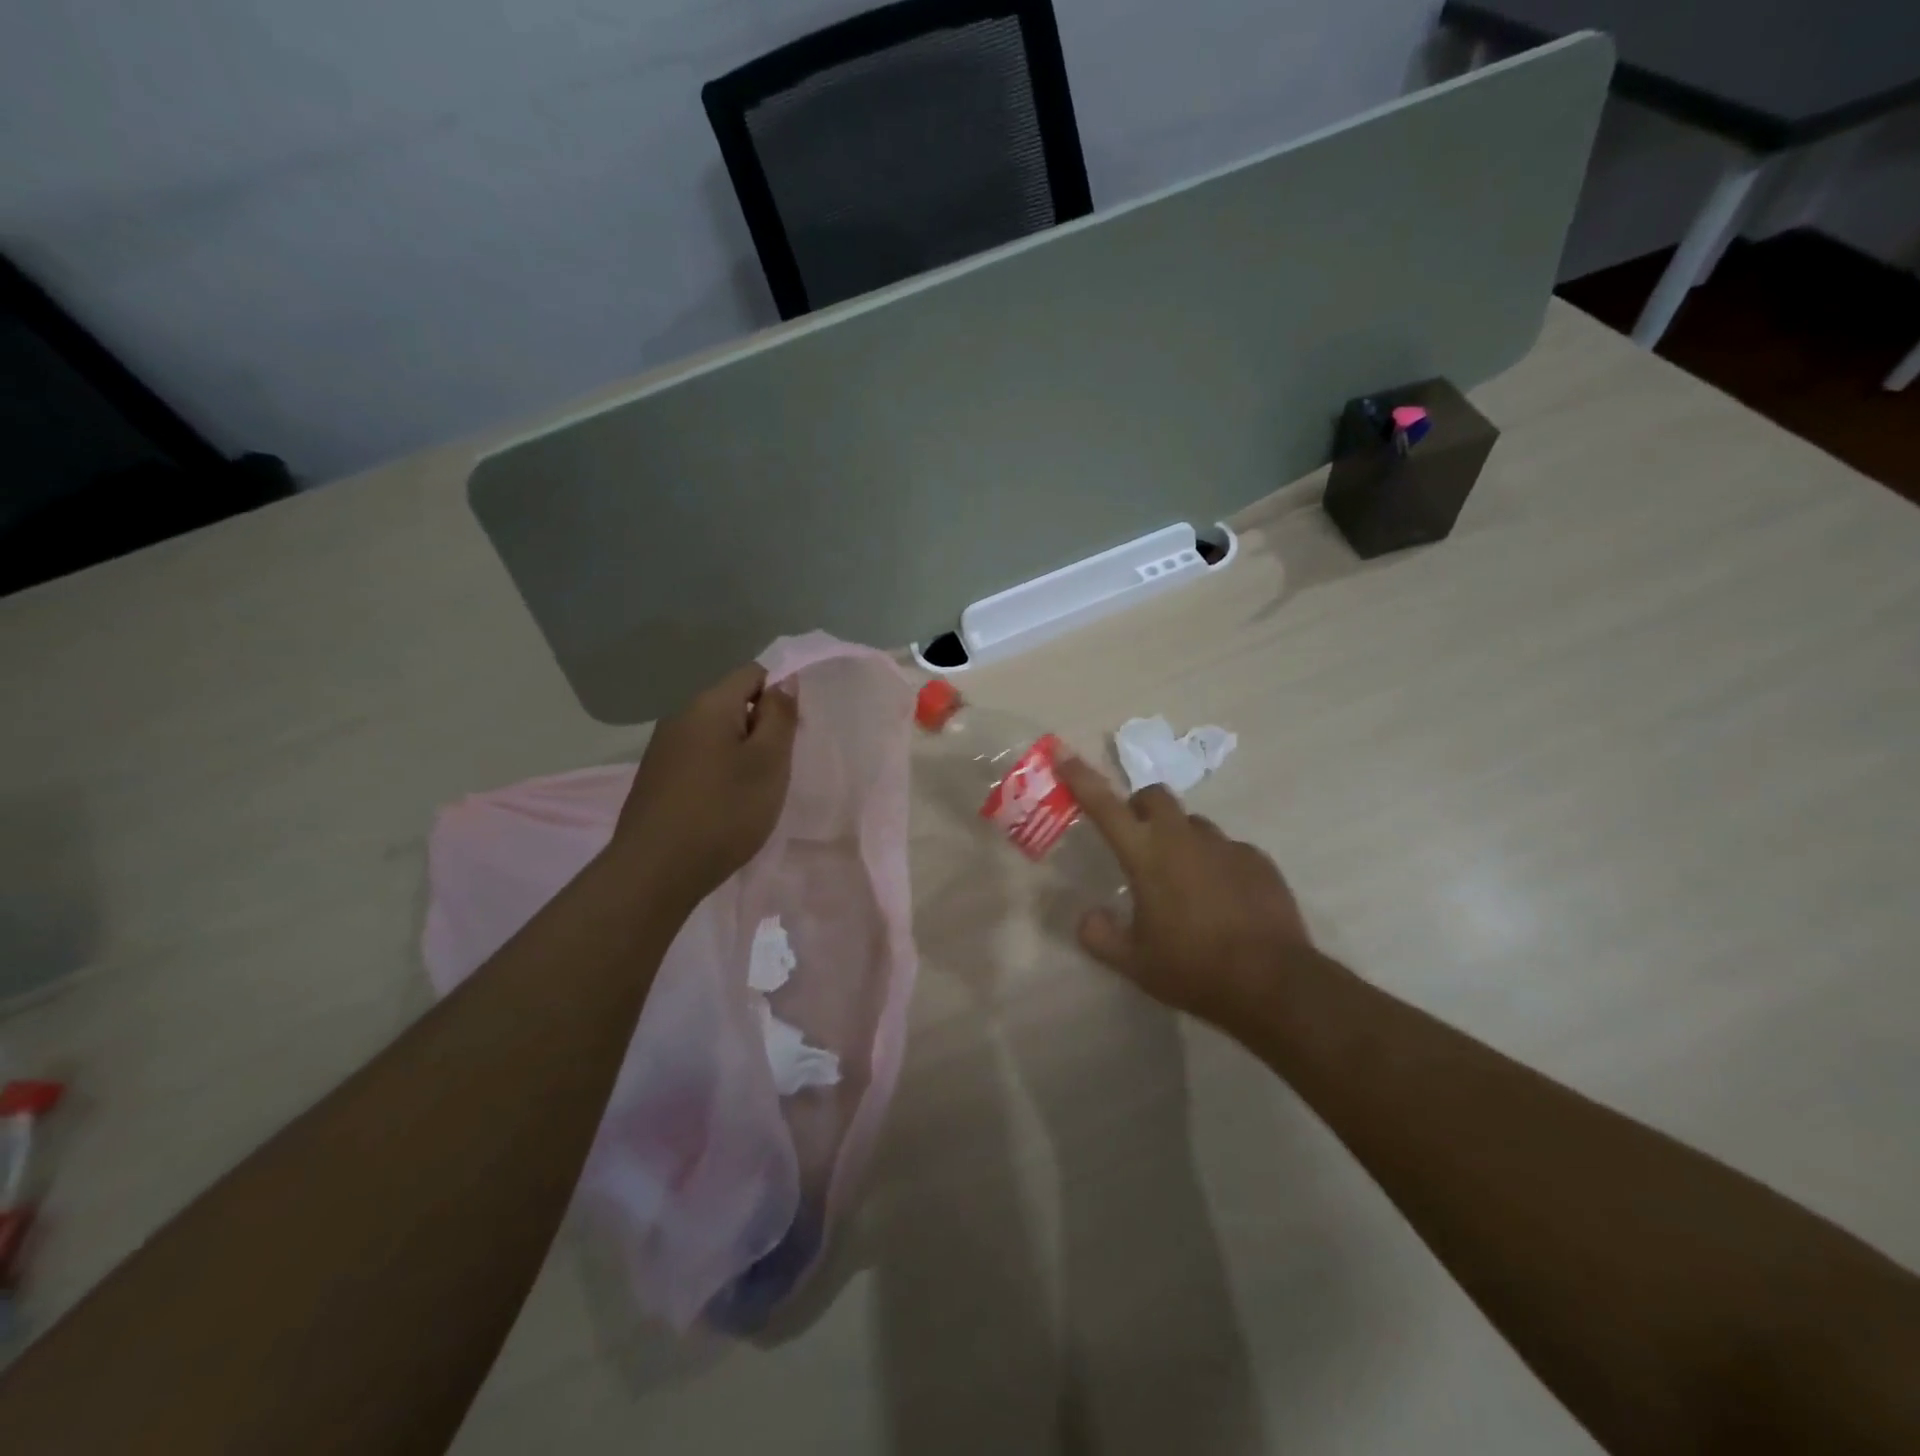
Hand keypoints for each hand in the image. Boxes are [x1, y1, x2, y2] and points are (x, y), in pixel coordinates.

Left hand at [613, 663, 798, 901]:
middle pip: (732, 704)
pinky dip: (718, 773)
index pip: (753, 673)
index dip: (780, 694)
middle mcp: (680, 717)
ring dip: (740, 753)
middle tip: (779, 768)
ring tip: (754, 791)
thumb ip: (780, 716)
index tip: (793, 733)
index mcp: (708, 704)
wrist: (655, 871)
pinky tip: (724, 806)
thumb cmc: (724, 811)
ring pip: (715, 734)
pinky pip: (698, 759)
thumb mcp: (768, 762)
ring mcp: (663, 749)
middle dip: (761, 727)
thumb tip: (783, 680)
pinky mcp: (655, 779)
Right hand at [1057, 755, 1316, 1029]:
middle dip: (1139, 807)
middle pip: (1155, 797)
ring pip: (1193, 824)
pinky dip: (1214, 863)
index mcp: (1146, 856)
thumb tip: (1087, 917)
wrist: (1273, 982)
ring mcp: (1226, 846)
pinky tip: (1221, 898)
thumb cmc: (1193, 968)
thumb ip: (1100, 936)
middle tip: (1136, 839)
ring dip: (1179, 838)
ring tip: (1183, 881)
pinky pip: (1227, 849)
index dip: (1080, 777)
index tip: (1063, 752)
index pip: (1104, 806)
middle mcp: (1184, 839)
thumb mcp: (1134, 963)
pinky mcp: (1258, 860)